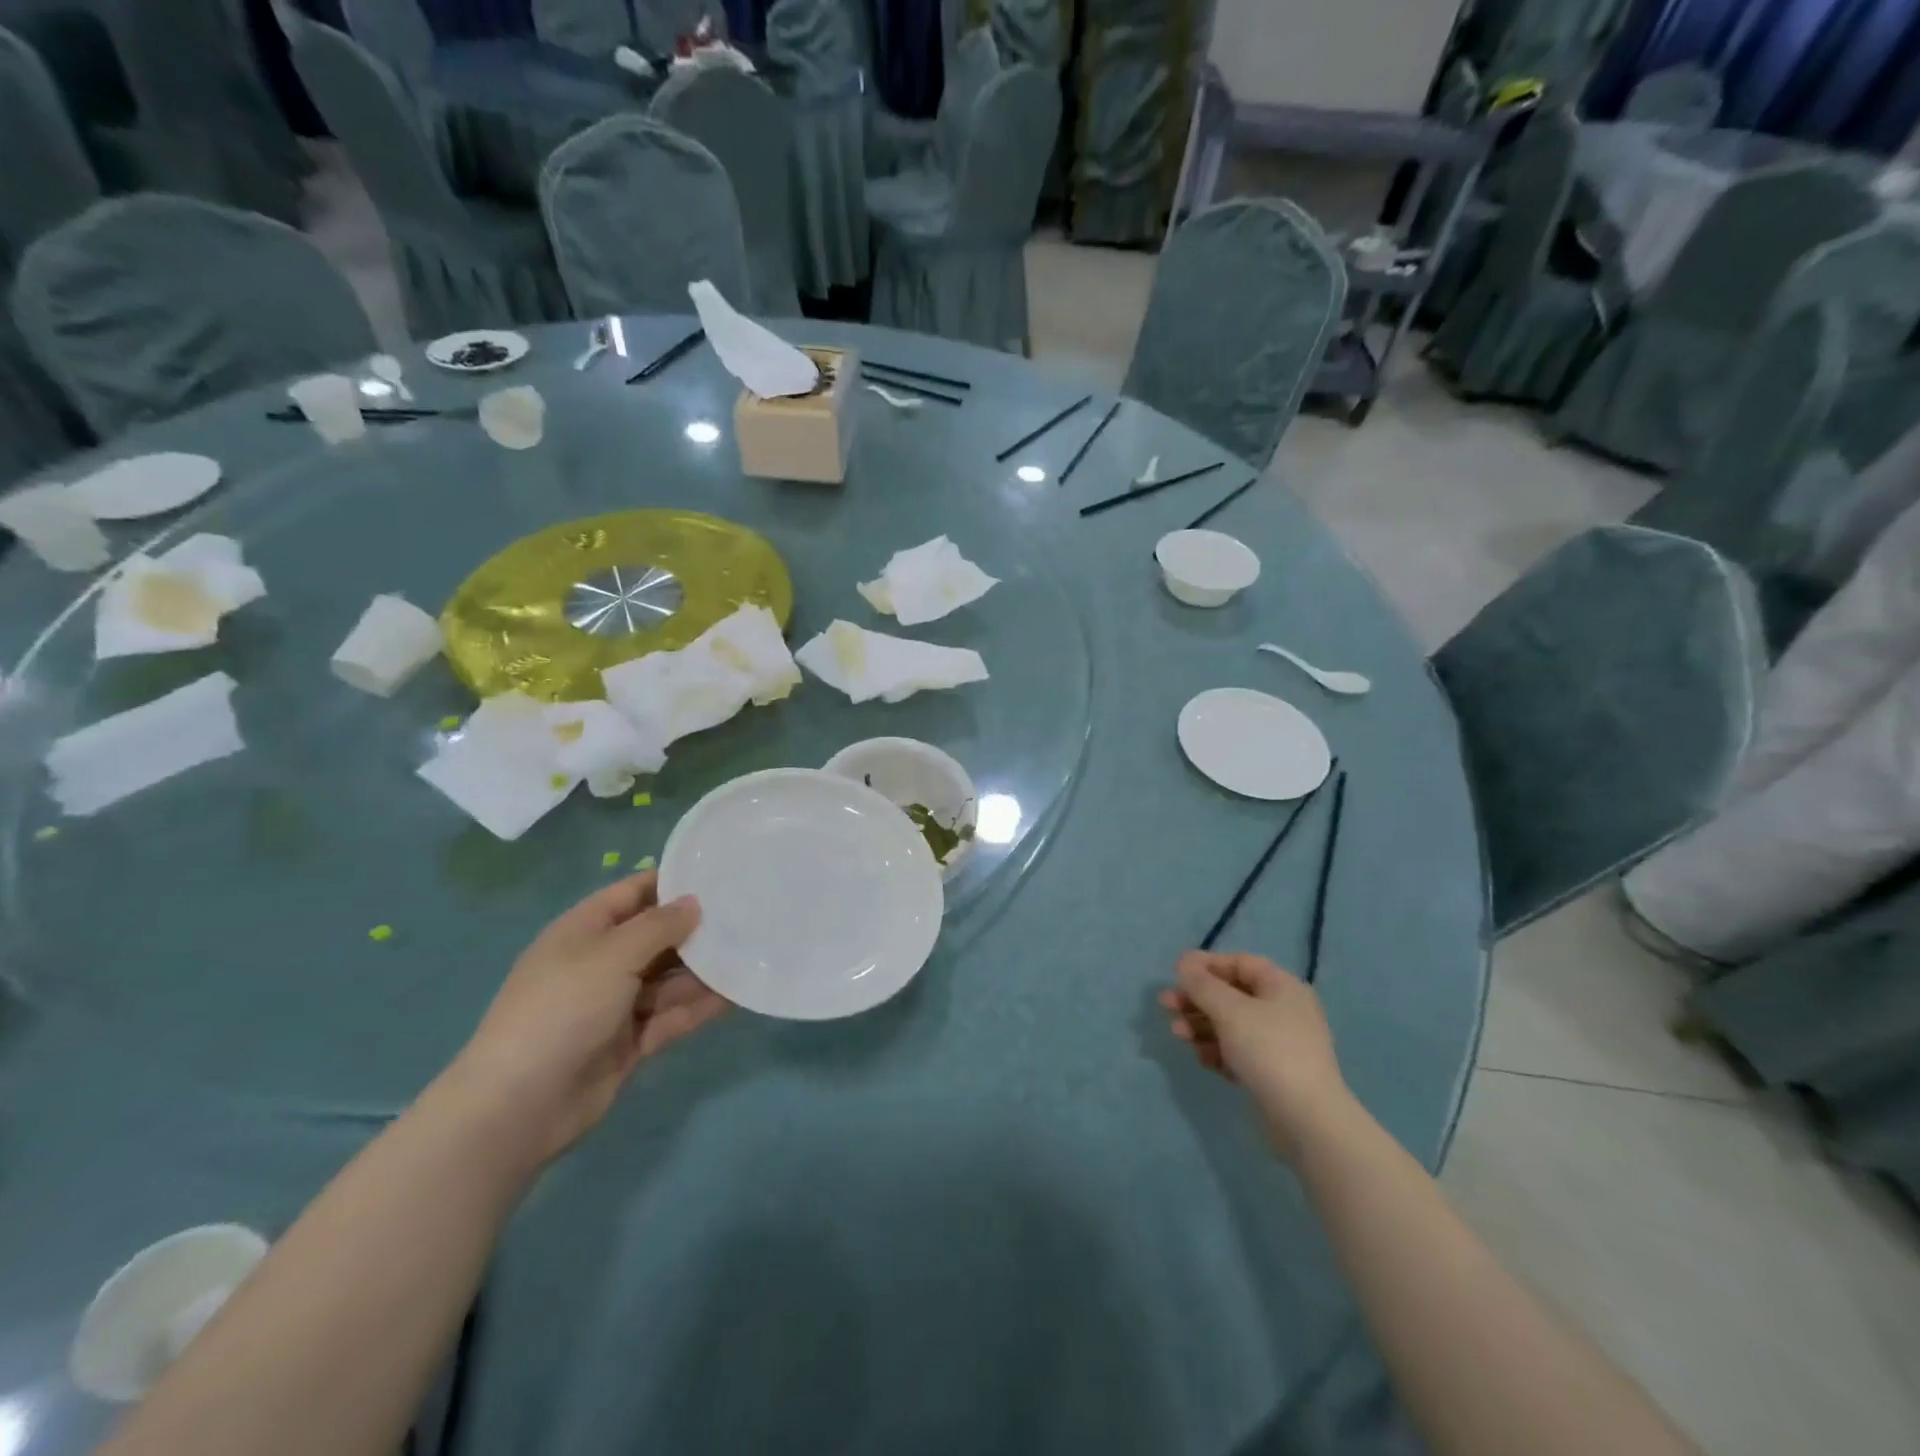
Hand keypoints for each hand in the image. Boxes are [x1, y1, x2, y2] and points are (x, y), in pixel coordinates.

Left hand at [445, 872, 725, 1163]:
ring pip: (670, 978)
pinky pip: (671, 1015)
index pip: (634, 893)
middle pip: (657, 936)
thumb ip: (659, 926)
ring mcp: (616, 1004)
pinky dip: (699, 1006)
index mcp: (585, 930)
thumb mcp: (612, 955)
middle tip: (749, 916)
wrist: (519, 1106)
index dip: (673, 882)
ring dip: (705, 970)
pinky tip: (736, 995)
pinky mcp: (630, 1041)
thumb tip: (694, 903)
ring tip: (752, 954)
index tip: (721, 874)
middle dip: (697, 929)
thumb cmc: (561, 1010)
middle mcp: (602, 962)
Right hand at [1159, 951, 1349, 1158]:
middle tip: (1166, 1005)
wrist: (1306, 1120)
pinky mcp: (1273, 1073)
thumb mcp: (1229, 1010)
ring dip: (1201, 1026)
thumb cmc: (1268, 1050)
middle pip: (1231, 995)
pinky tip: (1204, 1060)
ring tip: (1177, 1034)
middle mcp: (1284, 1010)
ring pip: (1231, 1025)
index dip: (1206, 965)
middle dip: (1196, 999)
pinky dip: (1218, 1051)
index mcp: (1282, 987)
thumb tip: (1184, 963)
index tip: (1175, 974)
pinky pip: (1239, 1052)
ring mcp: (1280, 1044)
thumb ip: (1202, 984)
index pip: (1239, 963)